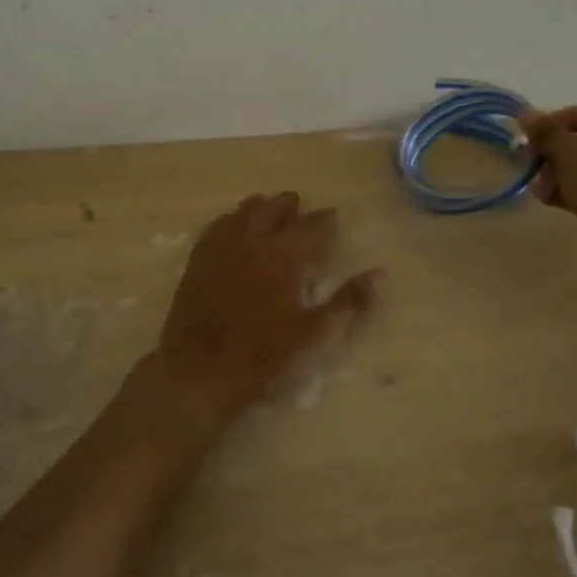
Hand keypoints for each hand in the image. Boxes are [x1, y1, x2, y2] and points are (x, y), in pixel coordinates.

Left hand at [151, 192, 381, 416]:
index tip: (334, 217)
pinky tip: (231, 224)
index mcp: (284, 257)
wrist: (199, 371)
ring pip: (243, 213)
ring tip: (268, 207)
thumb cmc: (263, 357)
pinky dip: (229, 219)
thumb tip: (379, 274)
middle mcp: (253, 243)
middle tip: (300, 207)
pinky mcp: (197, 262)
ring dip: (260, 207)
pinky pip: (215, 227)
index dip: (325, 220)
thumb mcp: (315, 336)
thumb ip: (348, 302)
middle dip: (290, 206)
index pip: (311, 226)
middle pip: (273, 209)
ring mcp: (221, 250)